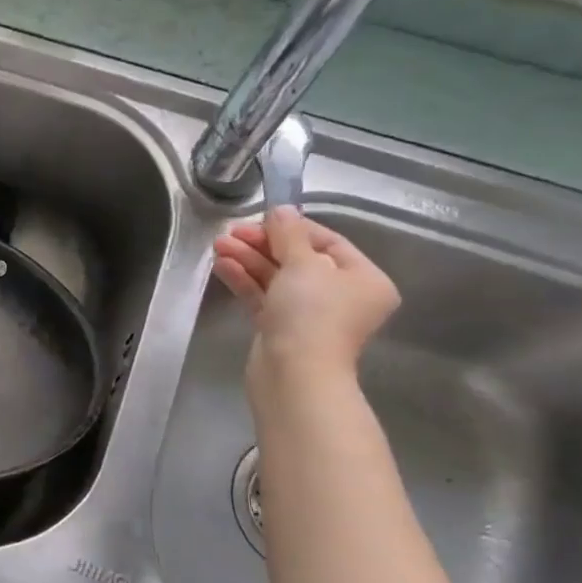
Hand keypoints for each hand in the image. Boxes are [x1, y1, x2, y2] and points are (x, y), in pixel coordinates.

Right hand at [212, 206, 399, 403]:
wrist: (295, 373)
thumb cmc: (312, 314)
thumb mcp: (303, 264)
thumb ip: (289, 234)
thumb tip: (282, 209)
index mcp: (363, 279)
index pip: (327, 242)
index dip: (292, 227)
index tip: (259, 218)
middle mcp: (341, 295)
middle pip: (298, 259)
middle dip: (262, 244)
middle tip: (231, 233)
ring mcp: (310, 314)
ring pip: (276, 278)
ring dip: (248, 260)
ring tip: (218, 246)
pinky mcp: (282, 328)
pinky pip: (264, 296)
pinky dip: (245, 280)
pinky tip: (222, 265)